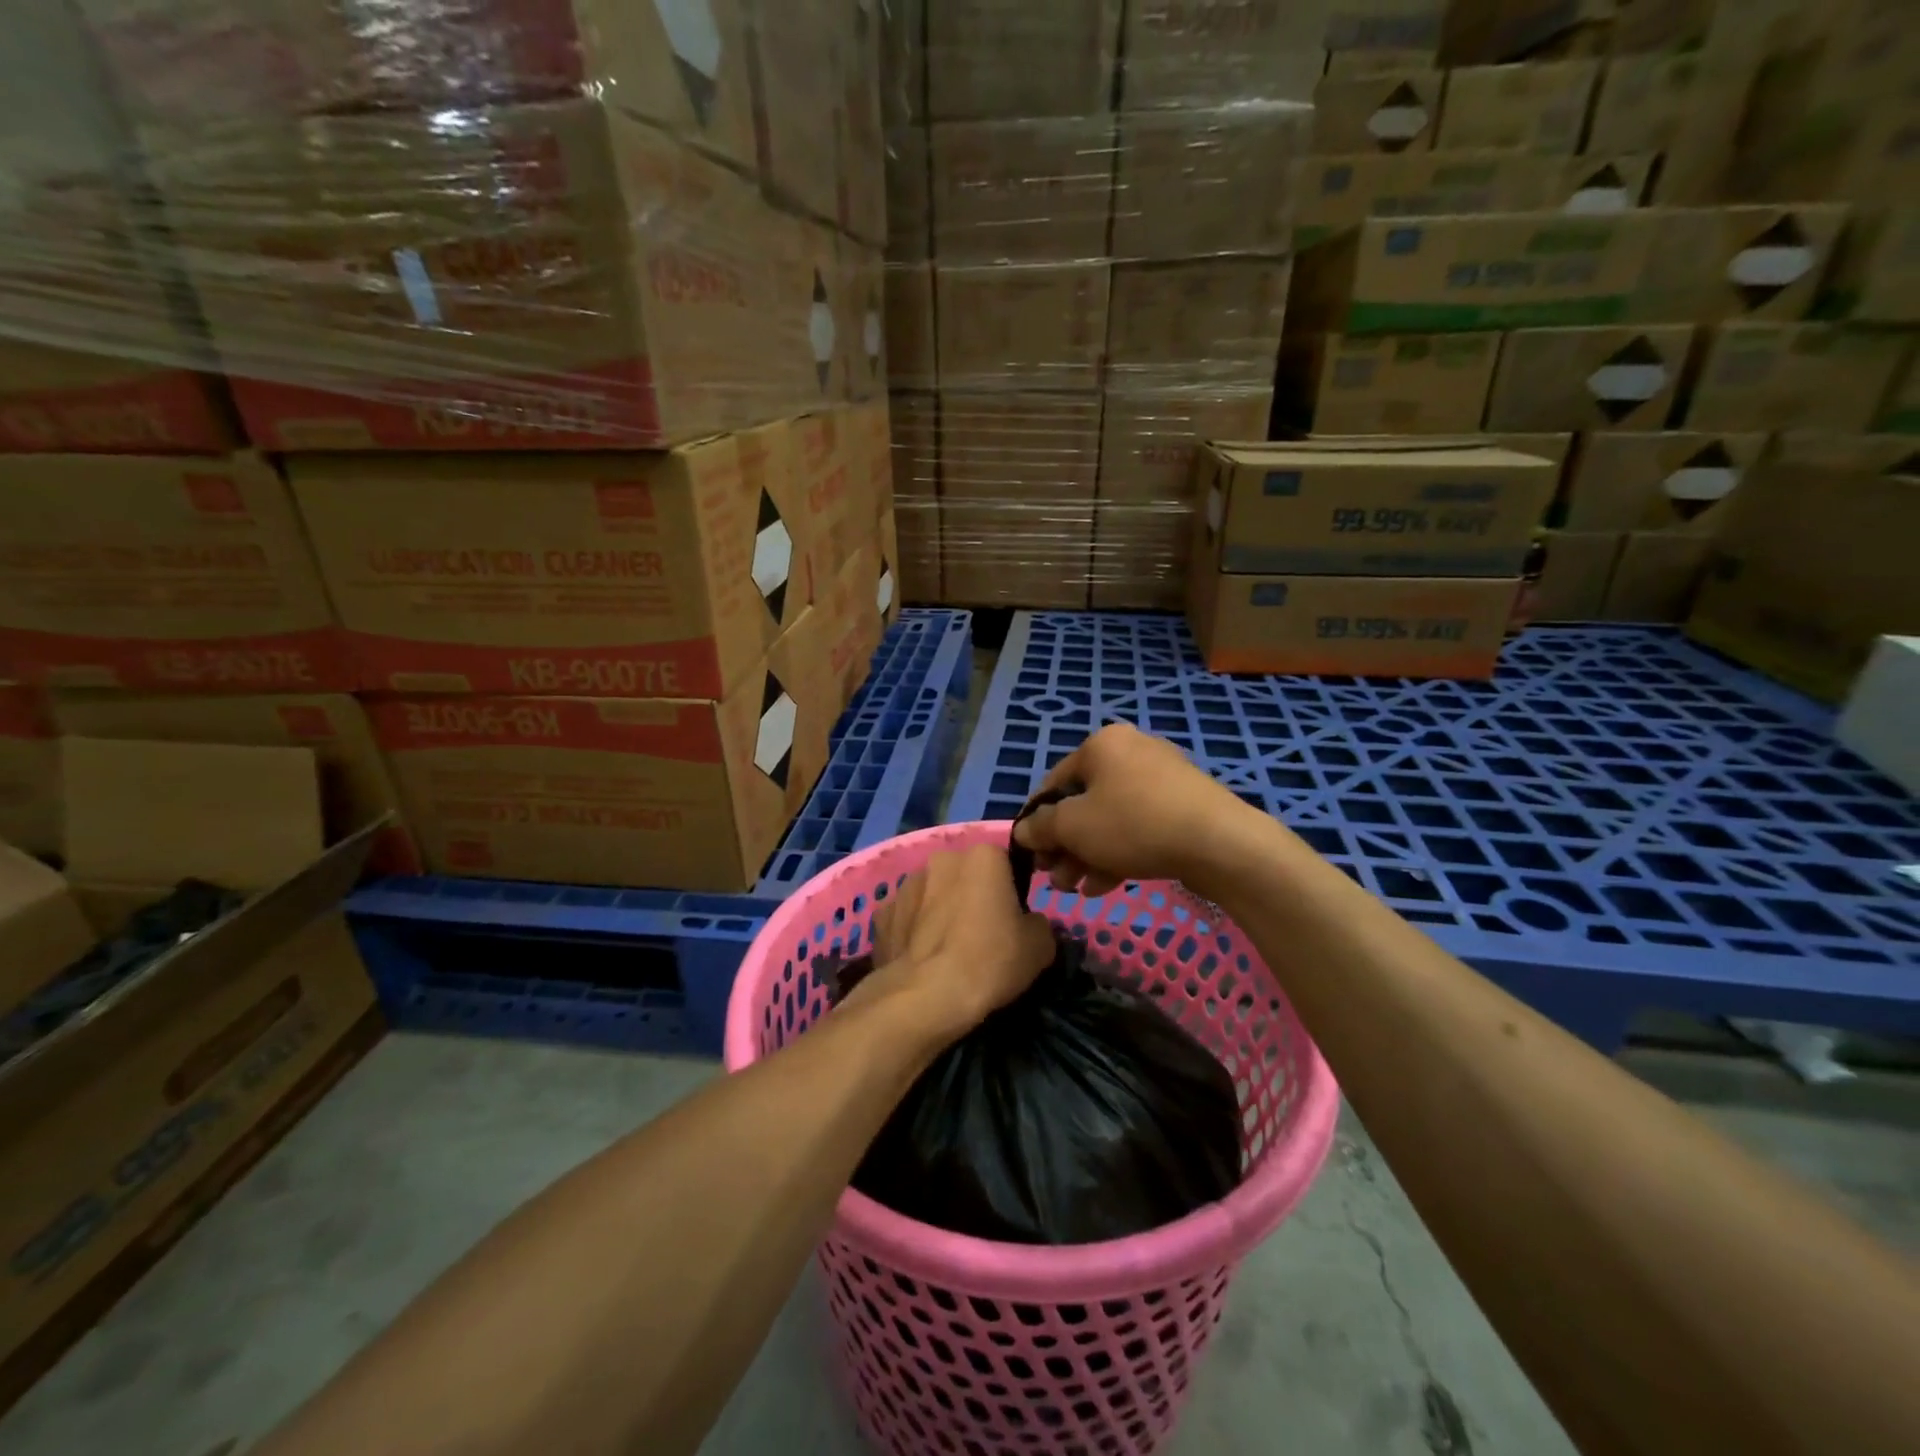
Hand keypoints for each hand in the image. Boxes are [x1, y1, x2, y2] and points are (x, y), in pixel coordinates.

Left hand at [868, 842, 1057, 1036]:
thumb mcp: (1040, 946)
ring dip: (940, 912)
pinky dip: (913, 933)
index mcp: (983, 856)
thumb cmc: (990, 961)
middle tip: (981, 936)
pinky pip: (906, 918)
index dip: (1010, 892)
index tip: (1012, 921)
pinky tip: (922, 961)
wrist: (926, 997)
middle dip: (971, 896)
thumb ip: (1037, 923)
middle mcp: (941, 859)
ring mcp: (905, 885)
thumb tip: (1027, 924)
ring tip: (947, 952)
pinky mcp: (881, 915)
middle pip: (964, 875)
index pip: (1004, 864)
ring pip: (932, 894)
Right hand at [1011, 724, 1261, 897]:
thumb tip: (1022, 831)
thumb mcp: (1073, 826)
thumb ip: (1040, 828)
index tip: (1031, 855)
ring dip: (1087, 855)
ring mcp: (1162, 778)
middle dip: (1064, 845)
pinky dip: (1118, 852)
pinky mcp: (1184, 805)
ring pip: (1110, 819)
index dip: (1036, 821)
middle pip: (1083, 803)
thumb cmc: (1134, 824)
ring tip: (1077, 890)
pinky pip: (1139, 827)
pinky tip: (1105, 886)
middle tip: (1056, 879)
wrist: (1220, 843)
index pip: (1053, 783)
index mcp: (1102, 744)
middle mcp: (1131, 752)